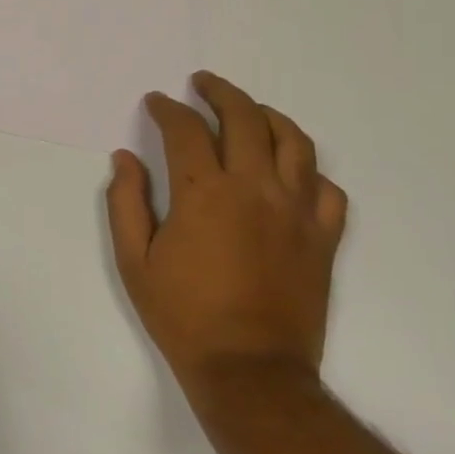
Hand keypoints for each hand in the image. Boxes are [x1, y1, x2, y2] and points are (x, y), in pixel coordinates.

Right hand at [106, 72, 347, 405]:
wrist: (250, 369)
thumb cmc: (183, 314)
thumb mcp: (134, 259)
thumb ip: (126, 202)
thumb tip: (126, 159)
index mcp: (204, 192)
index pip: (186, 130)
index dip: (168, 109)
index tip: (156, 102)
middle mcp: (255, 188)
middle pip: (245, 119)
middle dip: (220, 93)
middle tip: (202, 84)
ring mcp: (297, 211)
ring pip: (294, 142)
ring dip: (268, 116)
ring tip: (251, 110)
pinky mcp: (323, 238)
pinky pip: (328, 189)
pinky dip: (309, 169)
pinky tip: (291, 170)